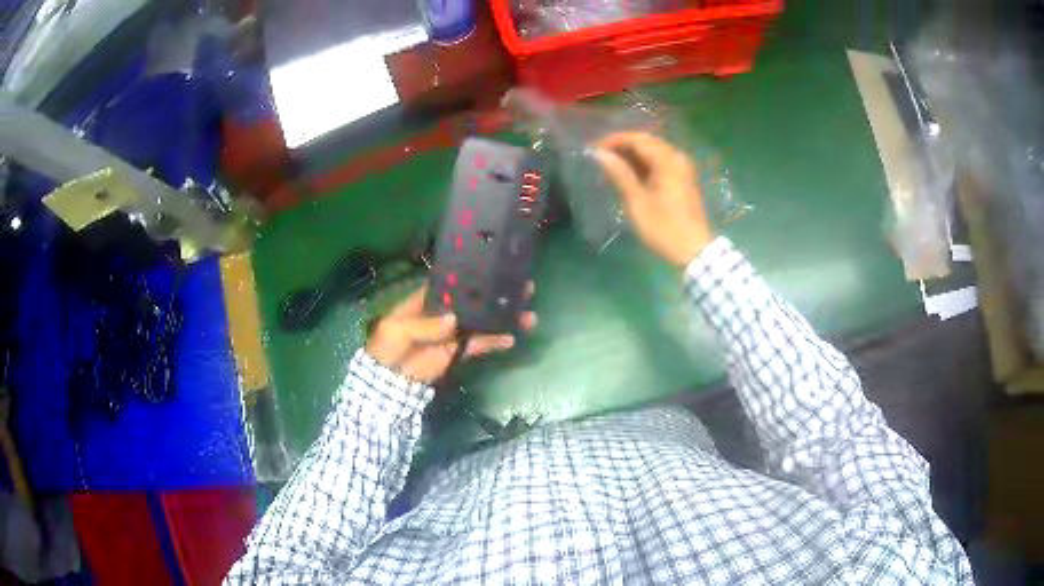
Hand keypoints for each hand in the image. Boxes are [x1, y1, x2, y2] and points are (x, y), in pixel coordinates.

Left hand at [366, 284, 536, 383]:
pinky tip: (512, 337)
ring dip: (502, 318)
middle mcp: (444, 312)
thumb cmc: (387, 347)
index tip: (495, 267)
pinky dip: (495, 341)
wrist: (388, 381)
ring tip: (527, 314)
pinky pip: (479, 344)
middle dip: (495, 294)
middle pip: (474, 300)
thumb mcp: (398, 330)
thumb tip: (453, 320)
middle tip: (523, 288)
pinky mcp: (459, 352)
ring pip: (482, 321)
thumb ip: (424, 324)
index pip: (452, 283)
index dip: (472, 275)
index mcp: (426, 300)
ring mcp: (453, 332)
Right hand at [594, 132, 714, 266]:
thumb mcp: (637, 202)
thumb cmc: (664, 228)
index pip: (637, 139)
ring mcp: (682, 168)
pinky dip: (643, 165)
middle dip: (622, 147)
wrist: (694, 251)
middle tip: (600, 159)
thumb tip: (599, 153)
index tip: (593, 150)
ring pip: (652, 152)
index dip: (613, 141)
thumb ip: (619, 174)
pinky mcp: (683, 179)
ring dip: (631, 157)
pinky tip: (628, 176)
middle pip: (646, 142)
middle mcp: (677, 158)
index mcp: (667, 160)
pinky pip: (660, 163)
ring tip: (610, 169)